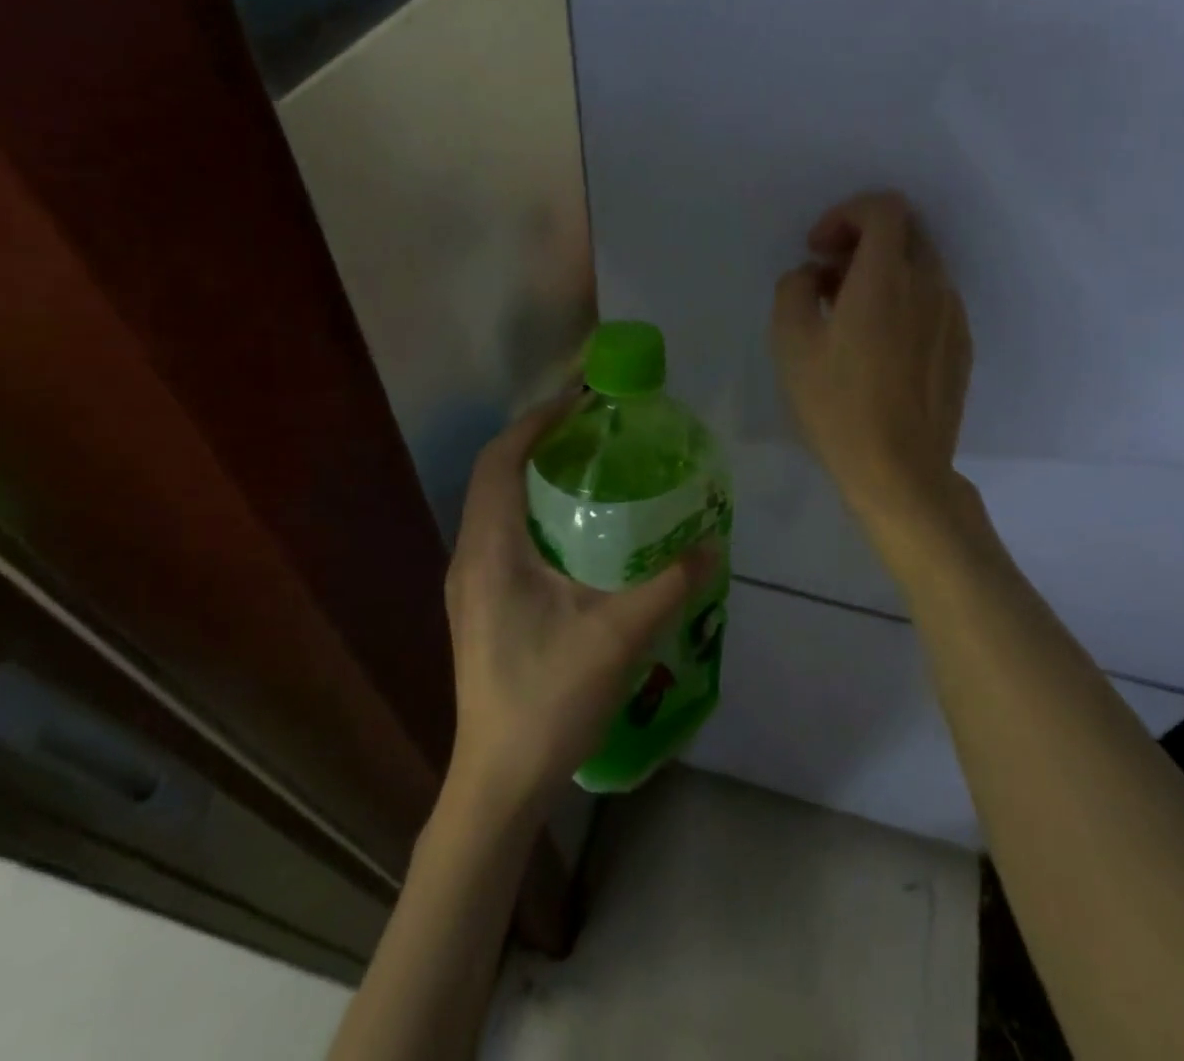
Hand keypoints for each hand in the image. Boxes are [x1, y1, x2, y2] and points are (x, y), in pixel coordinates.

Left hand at [443, 400, 716, 820]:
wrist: (500, 783)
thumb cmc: (550, 700)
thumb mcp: (620, 635)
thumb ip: (670, 583)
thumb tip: (713, 542)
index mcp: (490, 550)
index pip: (500, 459)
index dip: (536, 421)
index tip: (579, 401)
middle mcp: (470, 557)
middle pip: (495, 476)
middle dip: (538, 441)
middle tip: (593, 429)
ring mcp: (469, 585)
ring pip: (496, 506)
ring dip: (533, 476)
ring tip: (587, 467)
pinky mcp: (479, 606)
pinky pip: (502, 535)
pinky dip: (532, 511)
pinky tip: (574, 532)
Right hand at [770, 191, 973, 528]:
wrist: (900, 470)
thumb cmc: (837, 405)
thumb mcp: (790, 342)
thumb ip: (795, 288)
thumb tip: (815, 276)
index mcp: (886, 278)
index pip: (884, 207)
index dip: (846, 213)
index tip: (818, 249)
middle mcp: (929, 285)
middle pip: (906, 231)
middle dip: (863, 238)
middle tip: (829, 274)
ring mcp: (952, 316)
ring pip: (921, 266)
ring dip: (883, 270)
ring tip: (849, 313)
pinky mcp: (961, 345)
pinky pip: (933, 299)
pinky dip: (904, 299)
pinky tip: (879, 343)